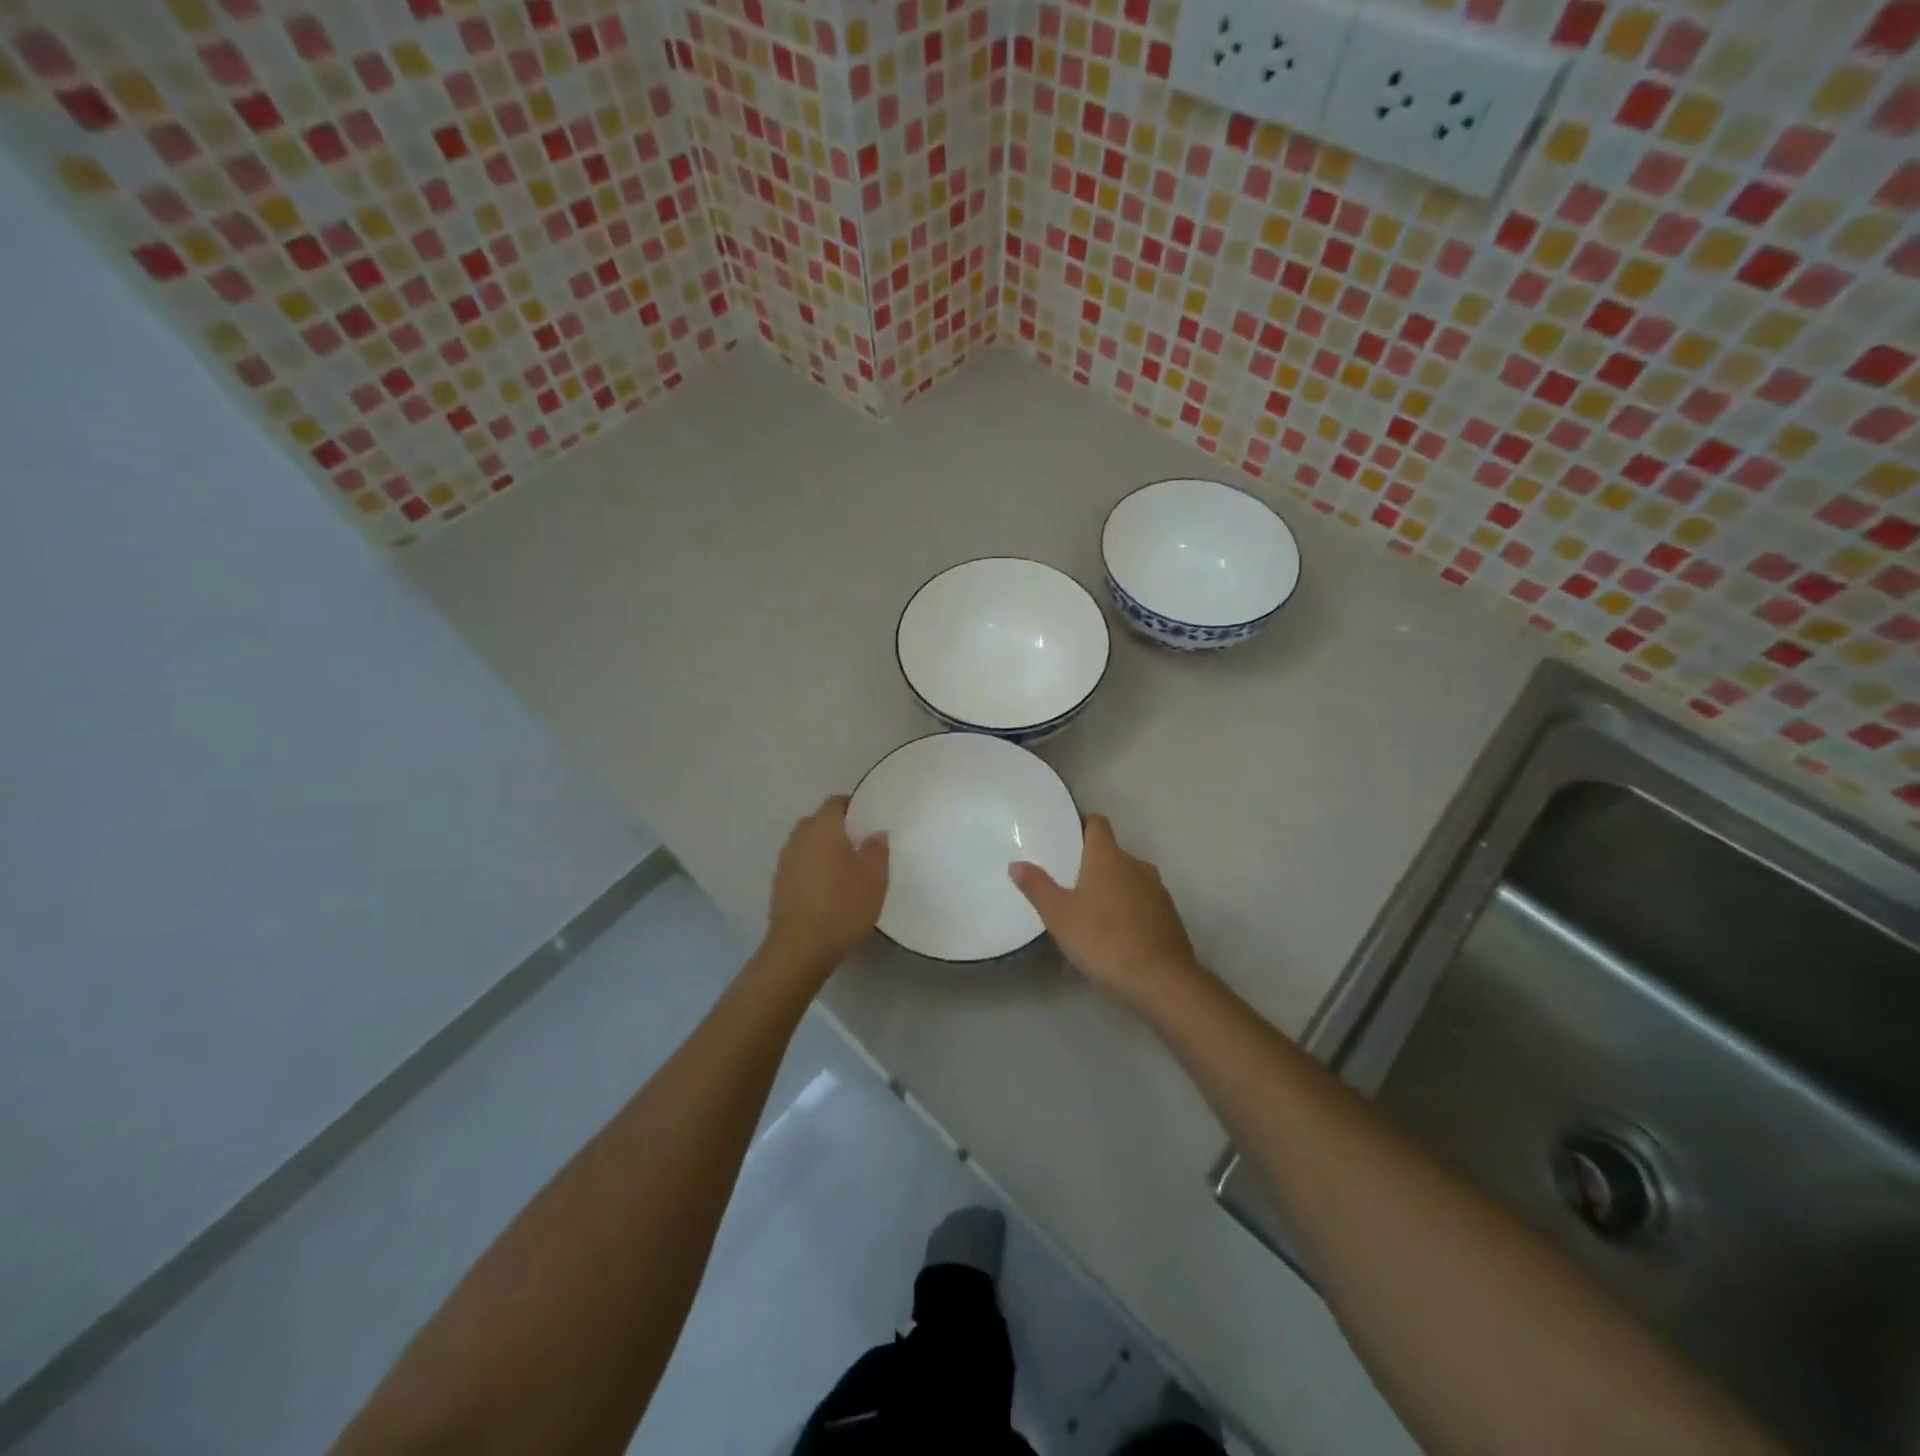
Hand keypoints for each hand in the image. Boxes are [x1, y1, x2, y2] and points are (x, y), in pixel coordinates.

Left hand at [764, 795, 889, 976]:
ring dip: (821, 850)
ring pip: (805, 846)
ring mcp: (784, 864)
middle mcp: (799, 840)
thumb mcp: (874, 877)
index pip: (834, 803)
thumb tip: (875, 833)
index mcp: (822, 829)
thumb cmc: (842, 906)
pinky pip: (798, 867)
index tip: (867, 818)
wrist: (800, 949)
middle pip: (816, 822)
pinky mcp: (778, 888)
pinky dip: (811, 870)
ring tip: (843, 868)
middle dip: (834, 828)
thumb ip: (877, 849)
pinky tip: (826, 890)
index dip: (851, 806)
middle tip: (857, 843)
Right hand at [1010, 814, 1206, 1013]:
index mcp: (1109, 857)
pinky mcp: (1168, 918)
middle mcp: (1136, 866)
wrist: (1161, 981)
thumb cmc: (1103, 939)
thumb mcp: (1059, 915)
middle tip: (1065, 887)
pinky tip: (1106, 947)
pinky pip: (1138, 909)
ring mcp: (1156, 892)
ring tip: (1083, 923)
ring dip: (1105, 897)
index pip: (1097, 823)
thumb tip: (1017, 864)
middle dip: (1089, 869)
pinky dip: (1122, 919)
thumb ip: (1037, 887)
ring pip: (1125, 885)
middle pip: (1110, 856)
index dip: (1082, 824)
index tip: (1065, 835)